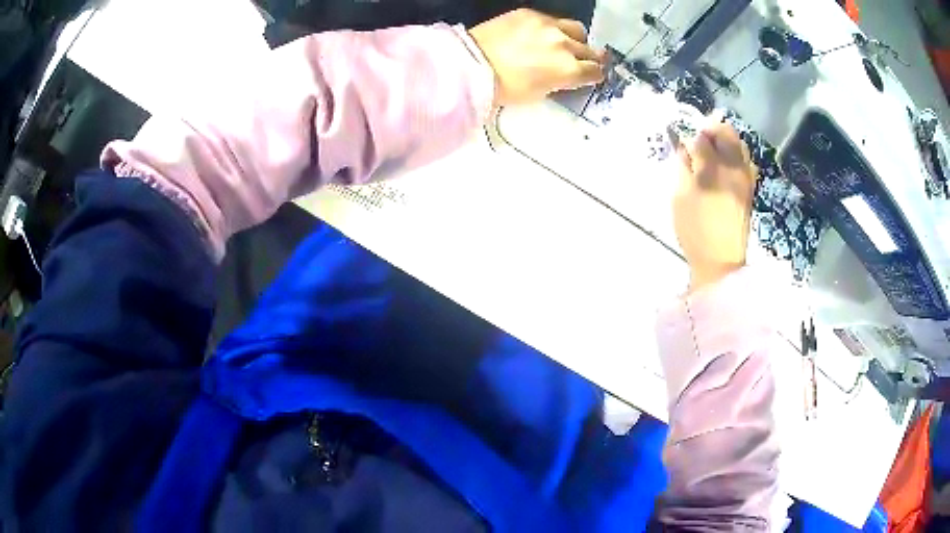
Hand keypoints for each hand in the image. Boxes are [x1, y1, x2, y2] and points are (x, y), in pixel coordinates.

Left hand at [468, 8, 605, 106]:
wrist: (470, 64)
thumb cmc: (503, 88)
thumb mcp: (538, 94)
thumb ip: (558, 81)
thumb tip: (564, 75)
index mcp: (568, 70)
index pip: (595, 71)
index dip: (593, 75)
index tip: (589, 76)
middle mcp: (564, 45)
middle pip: (590, 50)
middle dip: (588, 58)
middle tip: (582, 61)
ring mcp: (548, 25)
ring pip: (577, 30)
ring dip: (575, 39)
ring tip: (564, 44)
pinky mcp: (530, 13)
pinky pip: (552, 19)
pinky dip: (551, 29)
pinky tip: (539, 35)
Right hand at [672, 123, 757, 291]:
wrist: (722, 261)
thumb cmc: (695, 231)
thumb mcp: (680, 199)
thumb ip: (683, 169)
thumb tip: (684, 149)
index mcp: (712, 171)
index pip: (701, 139)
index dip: (690, 137)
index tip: (682, 140)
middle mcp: (733, 168)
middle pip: (726, 133)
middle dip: (711, 130)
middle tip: (699, 138)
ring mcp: (745, 177)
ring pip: (739, 143)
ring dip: (725, 140)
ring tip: (712, 150)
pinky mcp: (751, 187)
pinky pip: (745, 159)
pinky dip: (735, 154)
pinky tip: (726, 164)